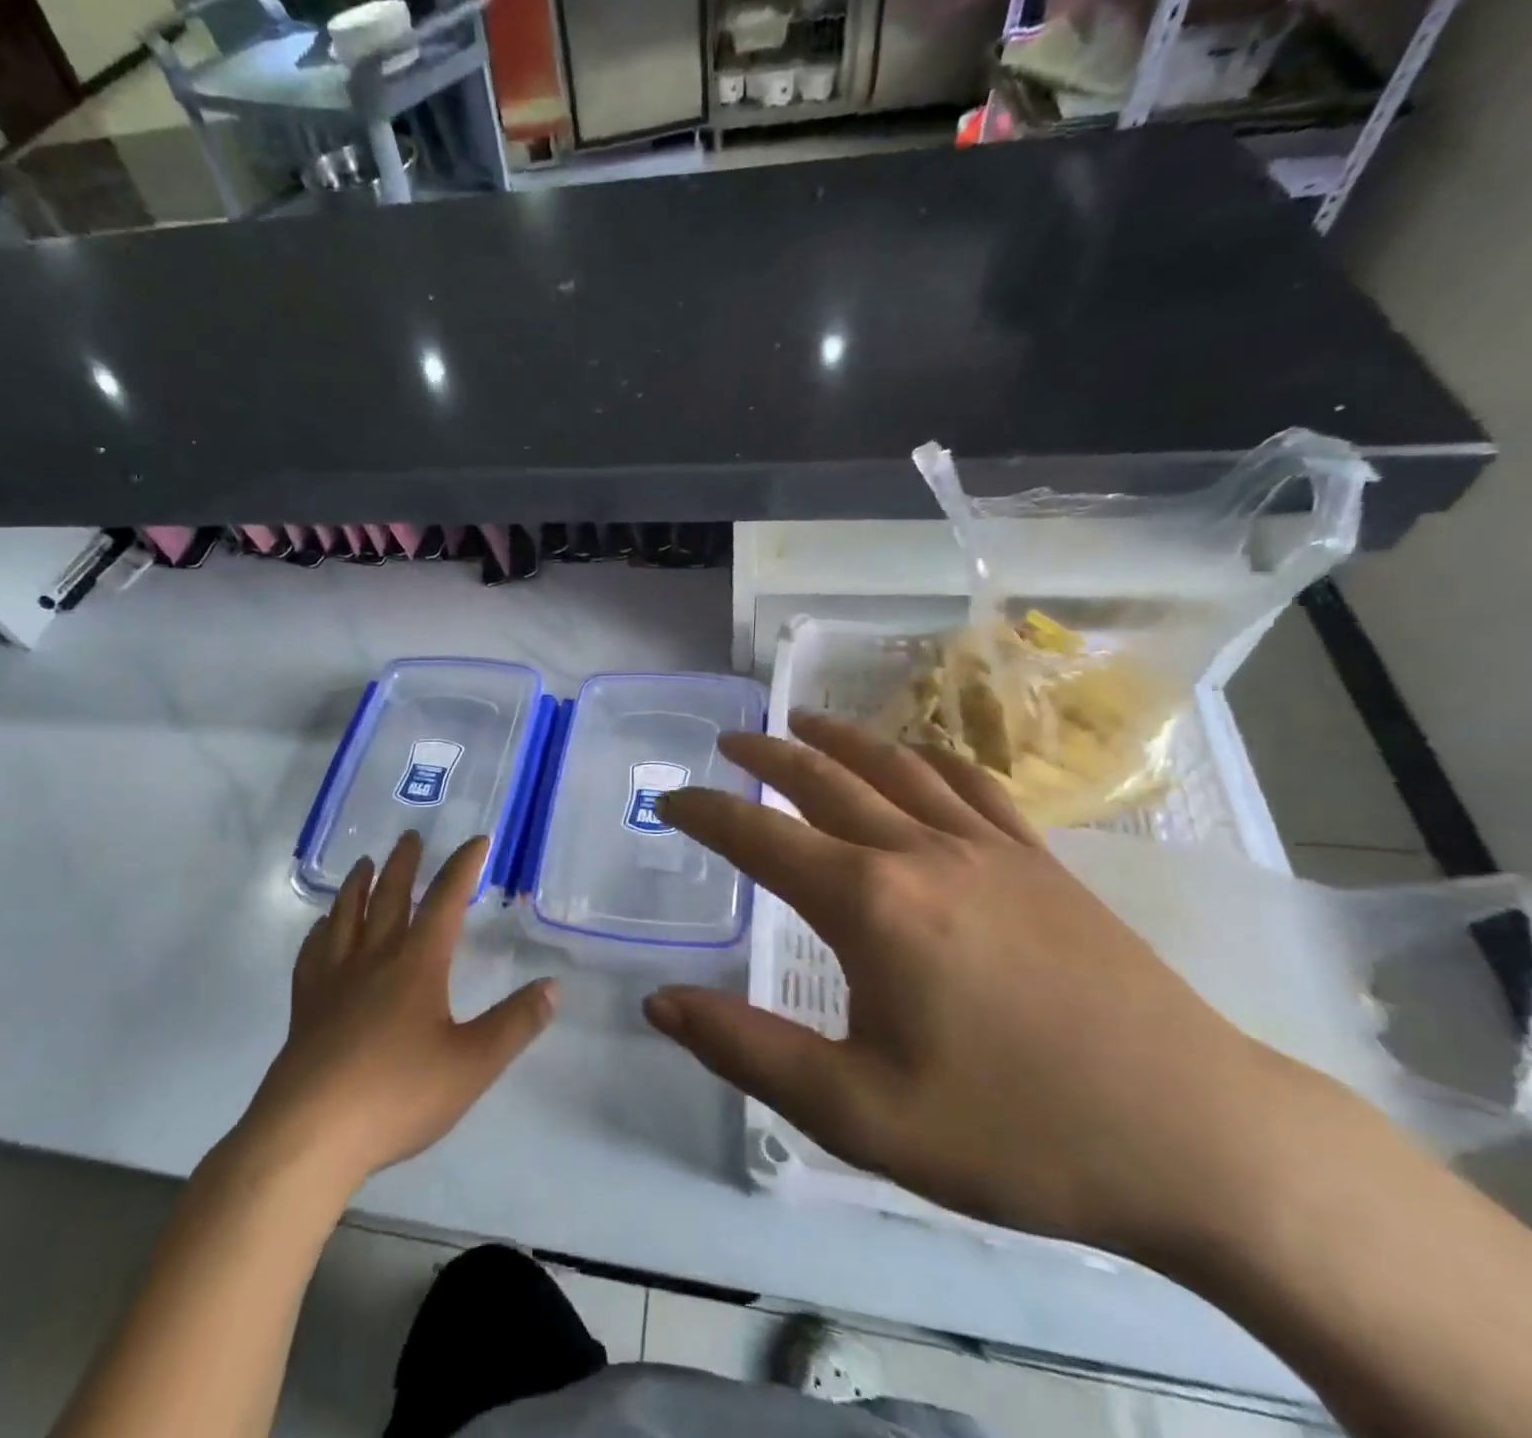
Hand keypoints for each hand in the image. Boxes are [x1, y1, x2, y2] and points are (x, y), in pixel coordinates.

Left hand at [232, 833, 557, 1191]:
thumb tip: (554, 986)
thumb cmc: (397, 1095)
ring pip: (346, 917)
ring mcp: (333, 981)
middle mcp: (374, 959)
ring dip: (358, 885)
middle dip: (404, 864)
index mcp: (417, 964)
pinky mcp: (305, 1007)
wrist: (310, 1135)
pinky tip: (321, 928)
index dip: (463, 867)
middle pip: (390, 897)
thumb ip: (516, 1024)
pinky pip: (313, 954)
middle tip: (409, 836)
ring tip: (364, 863)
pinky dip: (320, 931)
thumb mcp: (472, 1064)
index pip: (445, 901)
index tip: (476, 840)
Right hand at [646, 712, 1305, 1259]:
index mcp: (870, 905)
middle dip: (766, 757)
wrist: (1201, 1141)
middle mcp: (921, 853)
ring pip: (895, 767)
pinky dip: (928, 757)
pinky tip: (915, 755)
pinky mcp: (1042, 863)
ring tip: (801, 719)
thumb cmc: (1015, 1131)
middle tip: (728, 742)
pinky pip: (972, 785)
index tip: (668, 800)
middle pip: (825, 780)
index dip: (706, 814)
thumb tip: (659, 1003)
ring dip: (839, 738)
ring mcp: (990, 849)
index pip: (761, 838)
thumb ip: (747, 1050)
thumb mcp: (858, 1114)